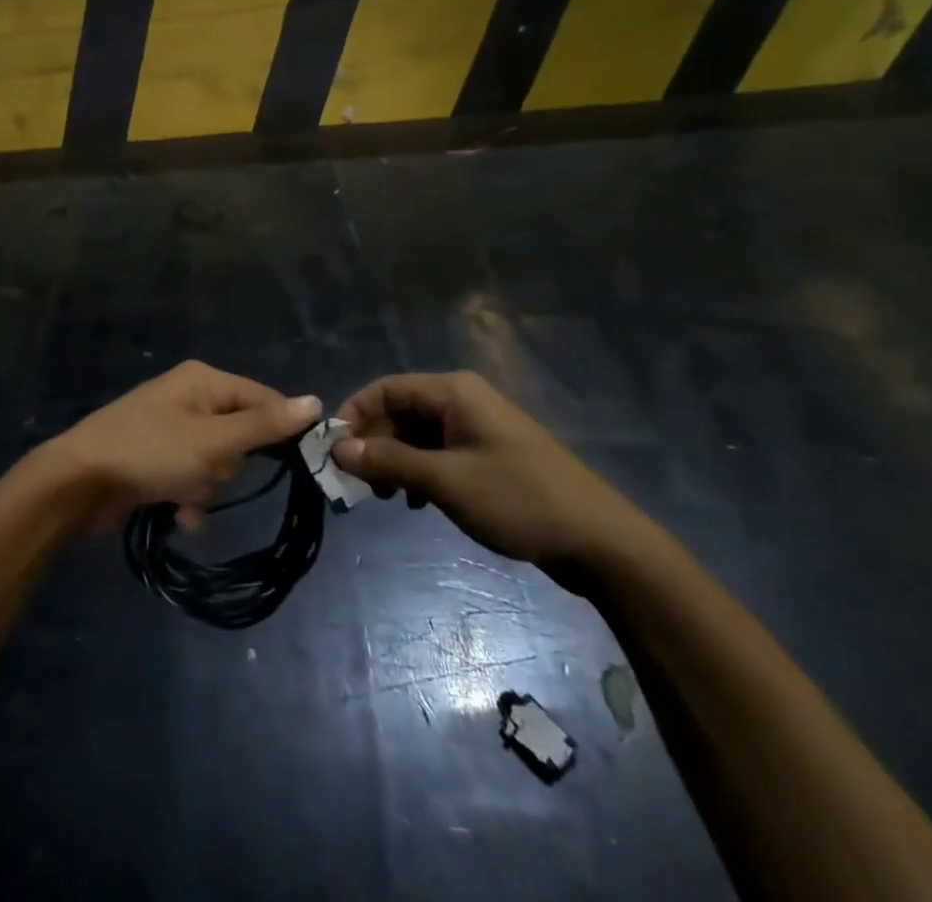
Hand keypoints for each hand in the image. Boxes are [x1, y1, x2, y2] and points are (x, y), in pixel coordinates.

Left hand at [43, 361, 321, 528]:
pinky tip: (176, 514)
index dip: (280, 430)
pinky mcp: (157, 459)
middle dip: (228, 466)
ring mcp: (172, 429)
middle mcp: (190, 398)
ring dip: (207, 488)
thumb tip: (316, 401)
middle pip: (241, 436)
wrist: (78, 483)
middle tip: (207, 473)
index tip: (294, 464)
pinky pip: (192, 478)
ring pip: (217, 464)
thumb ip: (264, 424)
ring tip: (183, 496)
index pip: (264, 399)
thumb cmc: (150, 453)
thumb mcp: (213, 441)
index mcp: (204, 381)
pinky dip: (189, 498)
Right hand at [330, 371, 660, 572]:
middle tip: (357, 483)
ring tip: (385, 497)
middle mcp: (463, 400)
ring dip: (395, 461)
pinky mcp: (489, 454)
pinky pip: (439, 453)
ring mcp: (478, 427)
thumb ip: (389, 461)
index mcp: (454, 392)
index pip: (386, 389)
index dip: (354, 414)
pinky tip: (417, 502)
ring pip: (418, 435)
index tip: (332, 451)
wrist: (599, 541)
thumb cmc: (518, 499)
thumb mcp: (446, 481)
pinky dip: (420, 472)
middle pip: (400, 411)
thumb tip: (338, 448)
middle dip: (374, 443)